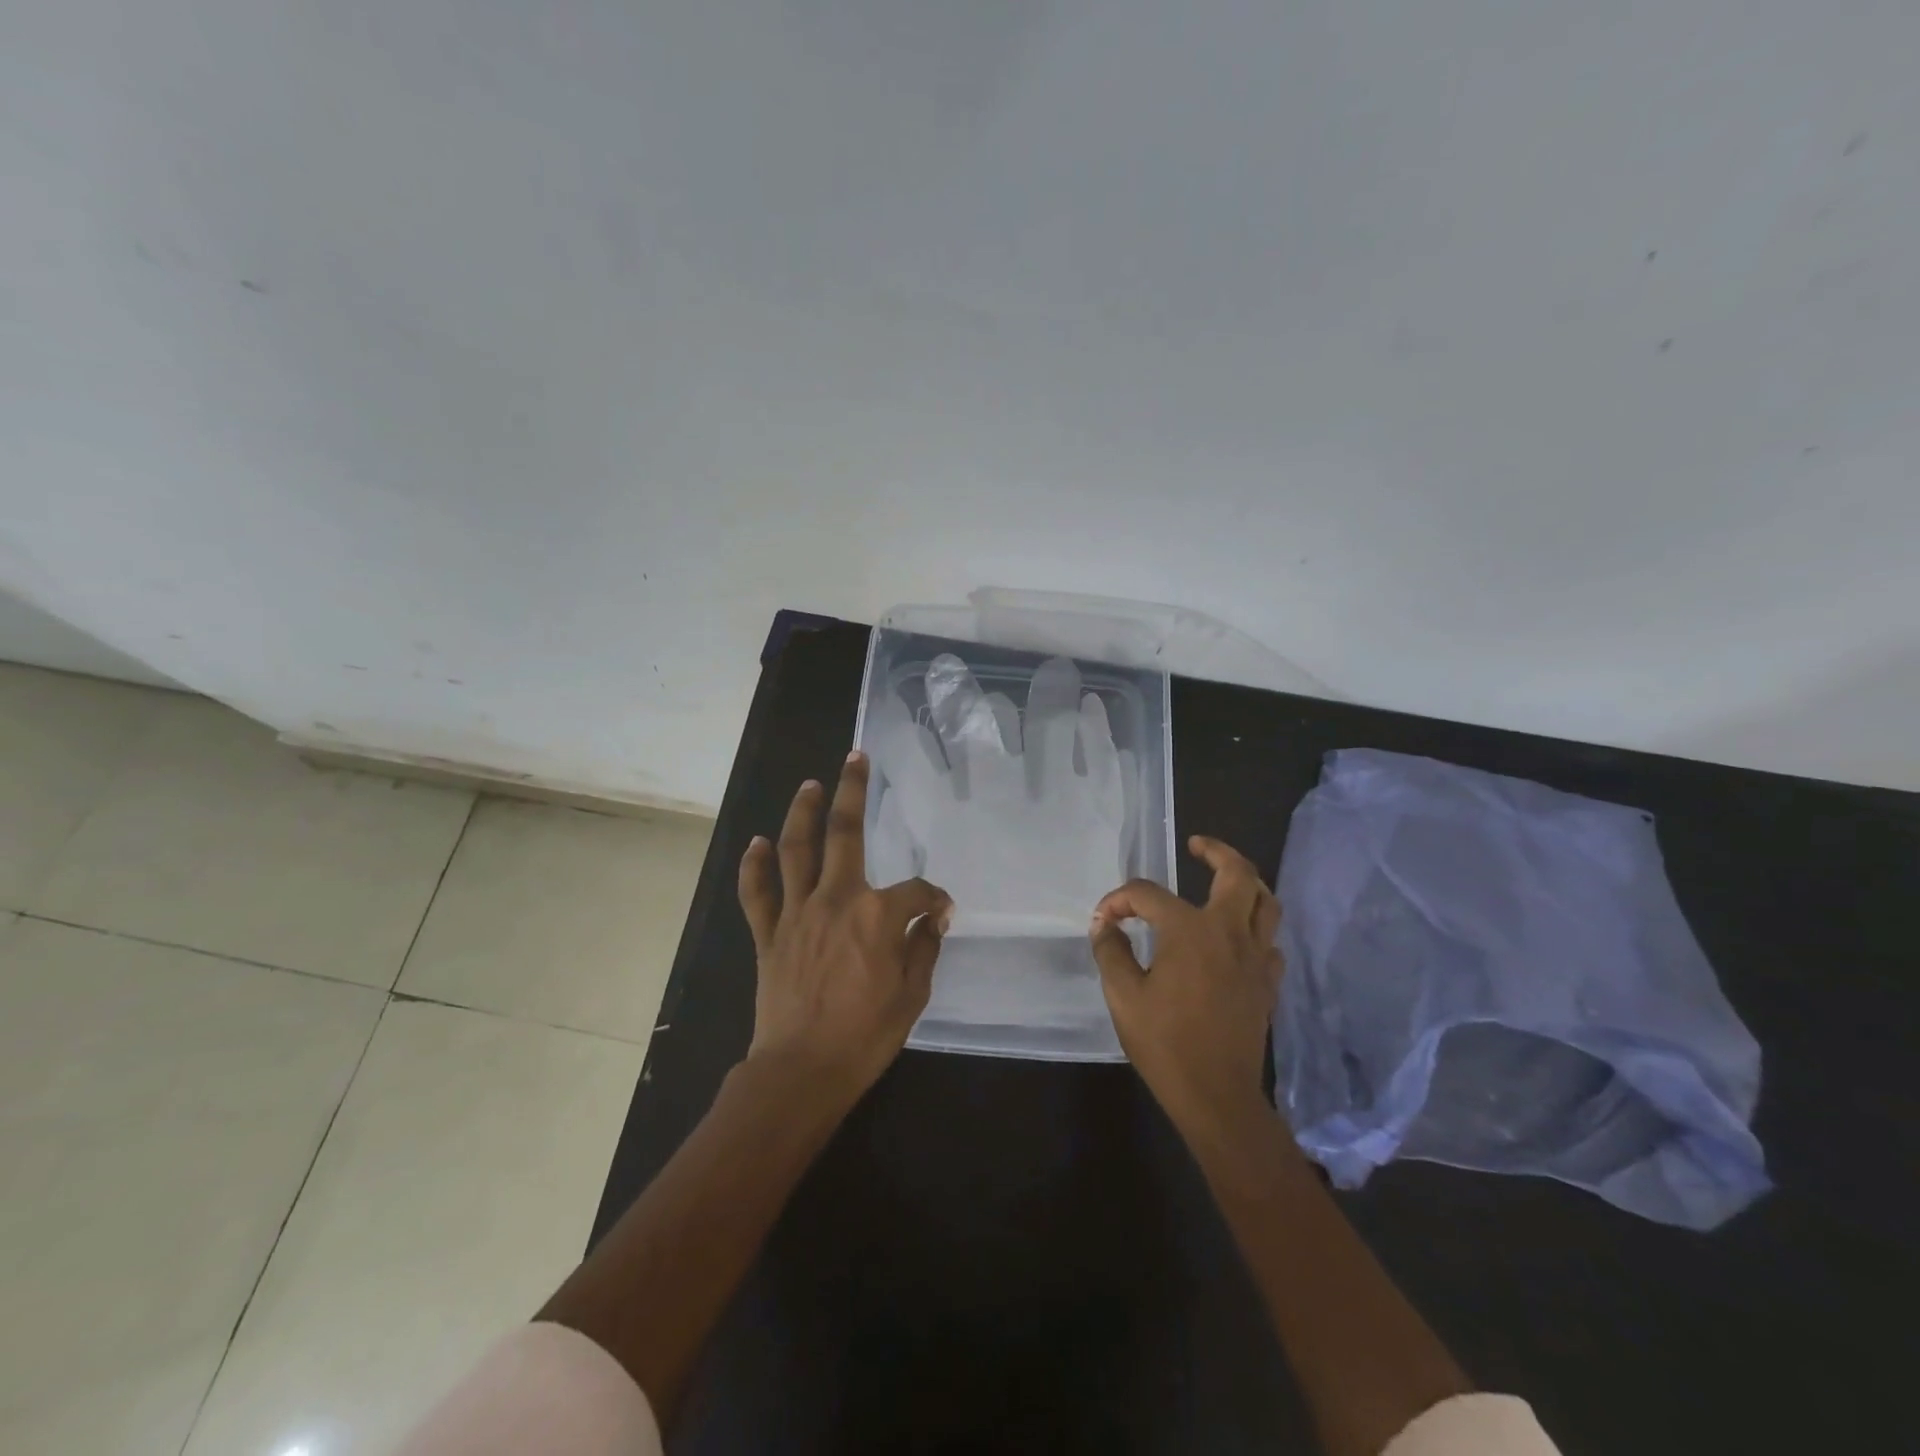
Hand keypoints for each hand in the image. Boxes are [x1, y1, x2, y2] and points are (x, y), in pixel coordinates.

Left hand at [738, 751, 952, 1107]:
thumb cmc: (865, 1037)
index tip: (941, 913)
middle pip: (843, 833)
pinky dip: (755, 866)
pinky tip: (757, 842)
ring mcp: (796, 913)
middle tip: (855, 759)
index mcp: (877, 915)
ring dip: (802, 812)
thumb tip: (933, 919)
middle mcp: (835, 899)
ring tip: (810, 784)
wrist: (802, 1071)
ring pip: (795, 850)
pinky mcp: (769, 934)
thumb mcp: (912, 996)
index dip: (934, 898)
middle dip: (852, 792)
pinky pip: (758, 893)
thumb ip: (923, 948)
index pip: (916, 890)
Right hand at [1089, 836, 1283, 1134]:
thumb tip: (1104, 925)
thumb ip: (1111, 951)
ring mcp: (1255, 957)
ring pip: (1266, 902)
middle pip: (1238, 874)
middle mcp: (1229, 933)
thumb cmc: (1165, 1044)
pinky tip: (1235, 937)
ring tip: (1224, 878)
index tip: (1102, 920)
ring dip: (1246, 882)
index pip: (1148, 894)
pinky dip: (1254, 927)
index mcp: (1189, 931)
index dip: (1119, 900)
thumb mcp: (1123, 996)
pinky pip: (1269, 940)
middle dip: (1217, 851)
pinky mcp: (1267, 982)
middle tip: (1196, 846)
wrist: (1216, 1096)